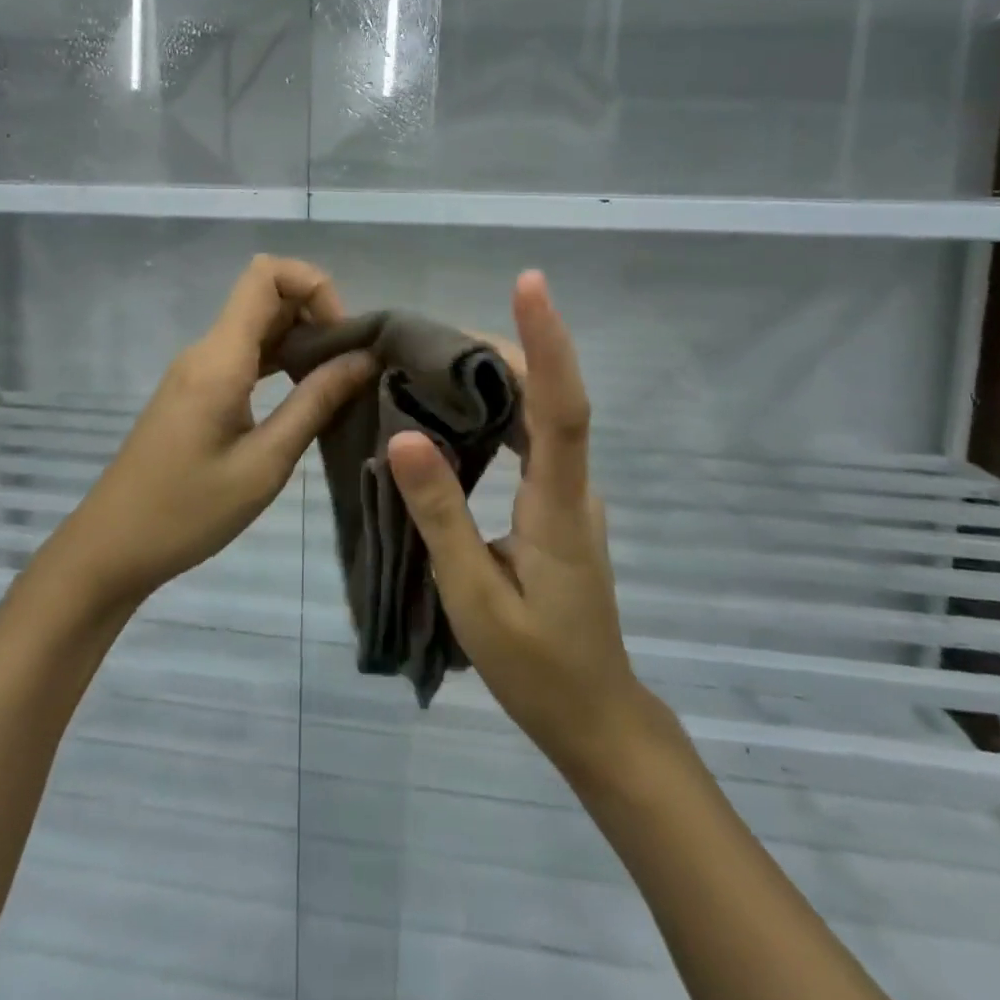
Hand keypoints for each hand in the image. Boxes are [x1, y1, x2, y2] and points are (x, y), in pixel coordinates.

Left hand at [51, 255, 375, 611]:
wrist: (112, 548)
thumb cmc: (188, 512)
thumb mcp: (264, 463)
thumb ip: (315, 403)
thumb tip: (364, 358)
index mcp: (220, 357)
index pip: (266, 273)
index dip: (314, 286)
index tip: (343, 338)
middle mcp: (206, 350)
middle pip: (267, 296)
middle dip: (317, 316)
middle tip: (351, 368)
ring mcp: (198, 370)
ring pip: (258, 326)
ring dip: (302, 341)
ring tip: (338, 383)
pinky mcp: (197, 391)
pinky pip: (245, 355)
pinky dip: (281, 362)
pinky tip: (307, 396)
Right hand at [388, 272, 659, 774]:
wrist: (595, 716)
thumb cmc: (535, 667)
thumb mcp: (474, 596)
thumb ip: (440, 514)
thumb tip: (404, 437)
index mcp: (558, 505)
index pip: (562, 407)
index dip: (547, 341)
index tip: (530, 284)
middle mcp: (573, 485)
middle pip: (550, 396)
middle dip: (507, 345)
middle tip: (434, 327)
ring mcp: (569, 494)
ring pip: (541, 414)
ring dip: (498, 375)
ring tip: (434, 356)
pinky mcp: (557, 504)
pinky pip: (531, 439)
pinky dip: (497, 410)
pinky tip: (455, 410)